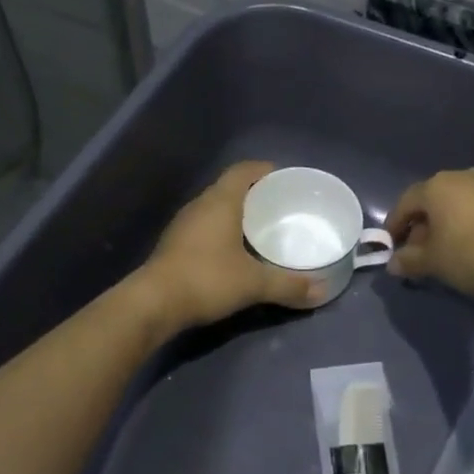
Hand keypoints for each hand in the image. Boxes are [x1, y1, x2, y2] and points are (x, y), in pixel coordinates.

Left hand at [139, 161, 319, 331]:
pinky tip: (233, 250)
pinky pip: (203, 226)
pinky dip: (221, 230)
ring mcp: (183, 224)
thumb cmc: (207, 279)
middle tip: (277, 205)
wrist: (154, 303)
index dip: (262, 170)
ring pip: (214, 208)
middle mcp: (200, 205)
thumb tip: (320, 291)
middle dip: (252, 192)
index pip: (243, 171)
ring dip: (235, 212)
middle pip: (228, 187)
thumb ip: (288, 285)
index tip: (282, 177)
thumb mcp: (253, 283)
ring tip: (259, 226)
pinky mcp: (173, 244)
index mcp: (220, 202)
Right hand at [385, 168, 473, 300]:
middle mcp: (461, 177)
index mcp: (436, 186)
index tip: (390, 245)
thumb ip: (409, 260)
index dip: (394, 225)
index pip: (406, 202)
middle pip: (432, 200)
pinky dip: (468, 224)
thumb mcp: (433, 262)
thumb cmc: (471, 254)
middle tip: (417, 252)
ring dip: (446, 225)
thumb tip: (393, 264)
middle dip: (421, 226)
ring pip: (457, 204)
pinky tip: (472, 247)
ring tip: (446, 251)